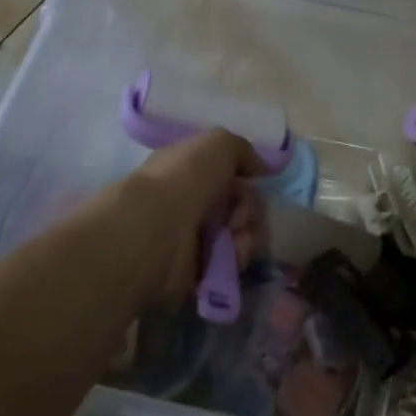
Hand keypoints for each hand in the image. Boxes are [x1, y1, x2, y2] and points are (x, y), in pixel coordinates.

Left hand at [107, 130, 268, 310]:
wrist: (154, 230)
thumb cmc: (184, 178)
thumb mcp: (218, 143)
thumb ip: (243, 150)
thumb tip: (261, 168)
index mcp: (192, 173)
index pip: (232, 176)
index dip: (247, 178)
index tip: (253, 180)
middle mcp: (194, 204)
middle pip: (243, 206)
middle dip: (251, 209)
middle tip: (239, 216)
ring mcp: (197, 240)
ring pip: (245, 235)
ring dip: (250, 234)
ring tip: (237, 238)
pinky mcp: (203, 272)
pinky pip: (237, 263)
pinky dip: (240, 257)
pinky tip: (233, 255)